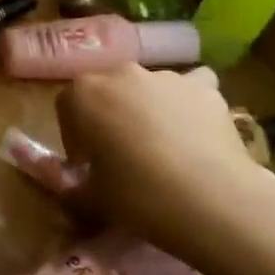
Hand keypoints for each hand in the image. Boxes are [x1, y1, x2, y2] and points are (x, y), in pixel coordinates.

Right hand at [55, 65, 274, 274]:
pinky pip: (191, 87)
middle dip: (108, 117)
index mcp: (82, 93)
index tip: (88, 167)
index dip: (75, 138)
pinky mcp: (204, 88)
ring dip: (146, 110)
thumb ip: (66, 182)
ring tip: (163, 151)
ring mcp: (165, 76)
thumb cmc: (139, 198)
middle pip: (105, 91)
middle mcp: (120, 73)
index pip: (66, 107)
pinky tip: (196, 130)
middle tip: (121, 157)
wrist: (214, 201)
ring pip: (146, 89)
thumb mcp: (91, 198)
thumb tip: (60, 178)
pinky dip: (189, 103)